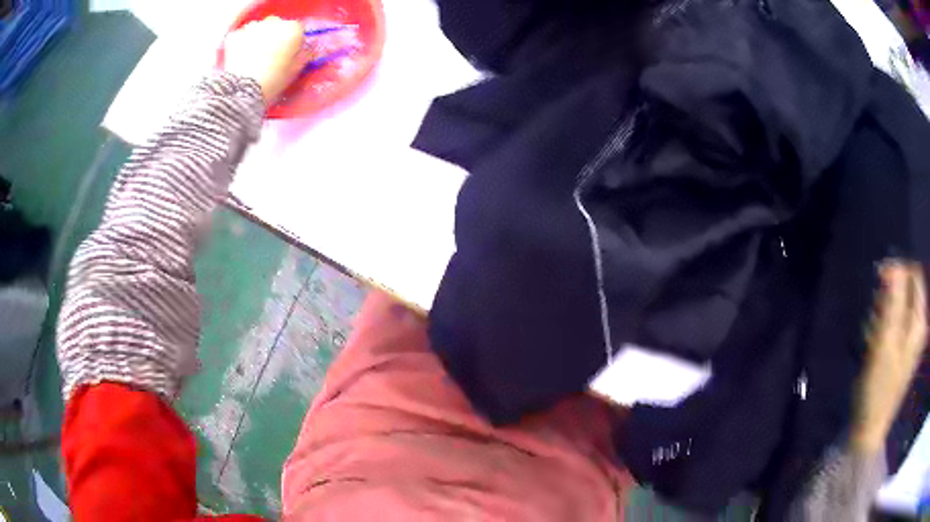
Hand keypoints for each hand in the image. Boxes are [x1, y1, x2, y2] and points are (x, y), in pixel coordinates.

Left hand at [223, 16, 309, 101]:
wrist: (242, 90)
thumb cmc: (274, 80)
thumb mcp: (296, 70)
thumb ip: (304, 55)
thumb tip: (306, 50)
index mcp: (292, 29)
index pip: (297, 29)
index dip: (293, 41)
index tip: (289, 53)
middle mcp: (274, 22)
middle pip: (277, 25)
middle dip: (274, 36)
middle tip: (269, 55)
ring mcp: (252, 27)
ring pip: (258, 29)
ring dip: (257, 38)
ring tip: (253, 57)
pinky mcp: (235, 36)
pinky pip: (241, 37)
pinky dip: (241, 44)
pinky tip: (241, 58)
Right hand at [852, 261, 927, 452]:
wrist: (870, 428)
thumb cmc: (880, 386)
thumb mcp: (887, 340)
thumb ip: (895, 299)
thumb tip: (895, 264)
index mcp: (920, 322)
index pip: (914, 275)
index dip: (898, 271)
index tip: (879, 279)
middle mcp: (919, 326)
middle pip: (907, 291)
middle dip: (889, 297)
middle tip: (875, 317)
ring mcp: (911, 341)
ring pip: (899, 308)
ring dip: (884, 314)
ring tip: (873, 335)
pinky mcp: (902, 352)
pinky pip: (895, 326)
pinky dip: (884, 329)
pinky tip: (874, 344)